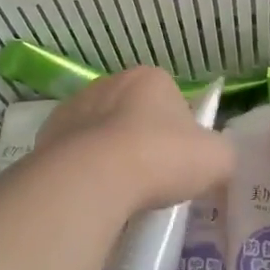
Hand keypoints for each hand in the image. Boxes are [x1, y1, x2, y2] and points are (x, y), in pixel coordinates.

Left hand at [36, 67, 235, 216]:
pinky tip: (93, 191)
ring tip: (121, 190)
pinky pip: (73, 151)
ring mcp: (75, 105)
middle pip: (134, 113)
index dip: (179, 132)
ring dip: (110, 152)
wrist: (92, 178)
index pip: (171, 100)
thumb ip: (221, 153)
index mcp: (151, 78)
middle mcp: (110, 81)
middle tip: (152, 179)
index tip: (179, 162)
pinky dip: (83, 167)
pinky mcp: (48, 133)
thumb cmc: (160, 159)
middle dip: (141, 140)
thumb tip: (213, 158)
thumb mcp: (217, 158)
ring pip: (101, 130)